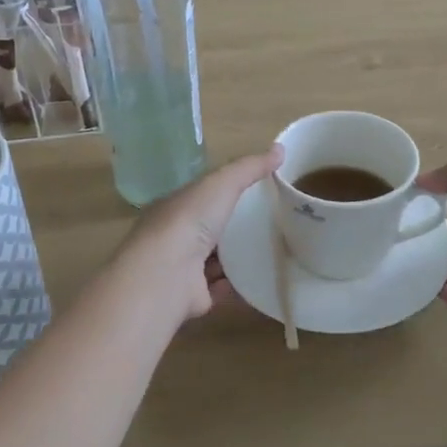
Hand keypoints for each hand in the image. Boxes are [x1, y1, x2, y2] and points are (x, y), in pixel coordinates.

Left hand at [123, 146, 282, 321]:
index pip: (202, 196)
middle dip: (235, 227)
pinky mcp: (195, 297)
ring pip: (216, 261)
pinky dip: (240, 285)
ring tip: (274, 251)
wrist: (167, 274)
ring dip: (238, 258)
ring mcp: (183, 270)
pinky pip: (223, 289)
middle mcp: (176, 237)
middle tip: (273, 223)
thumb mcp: (222, 183)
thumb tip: (280, 149)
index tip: (259, 191)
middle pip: (209, 230)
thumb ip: (249, 168)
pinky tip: (264, 279)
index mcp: (175, 207)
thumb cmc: (189, 220)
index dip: (226, 191)